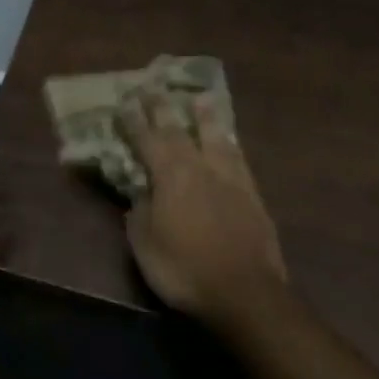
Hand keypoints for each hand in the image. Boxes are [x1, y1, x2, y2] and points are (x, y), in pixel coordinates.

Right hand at [117, 92, 287, 327]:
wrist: (245, 293)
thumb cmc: (184, 269)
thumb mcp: (144, 244)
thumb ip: (139, 212)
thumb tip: (140, 193)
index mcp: (170, 175)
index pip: (147, 139)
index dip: (134, 120)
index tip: (125, 99)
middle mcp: (200, 167)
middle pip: (180, 130)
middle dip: (164, 107)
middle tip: (155, 85)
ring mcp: (231, 179)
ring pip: (216, 138)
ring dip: (206, 116)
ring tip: (202, 97)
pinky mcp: (253, 196)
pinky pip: (238, 158)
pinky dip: (229, 143)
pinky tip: (230, 141)